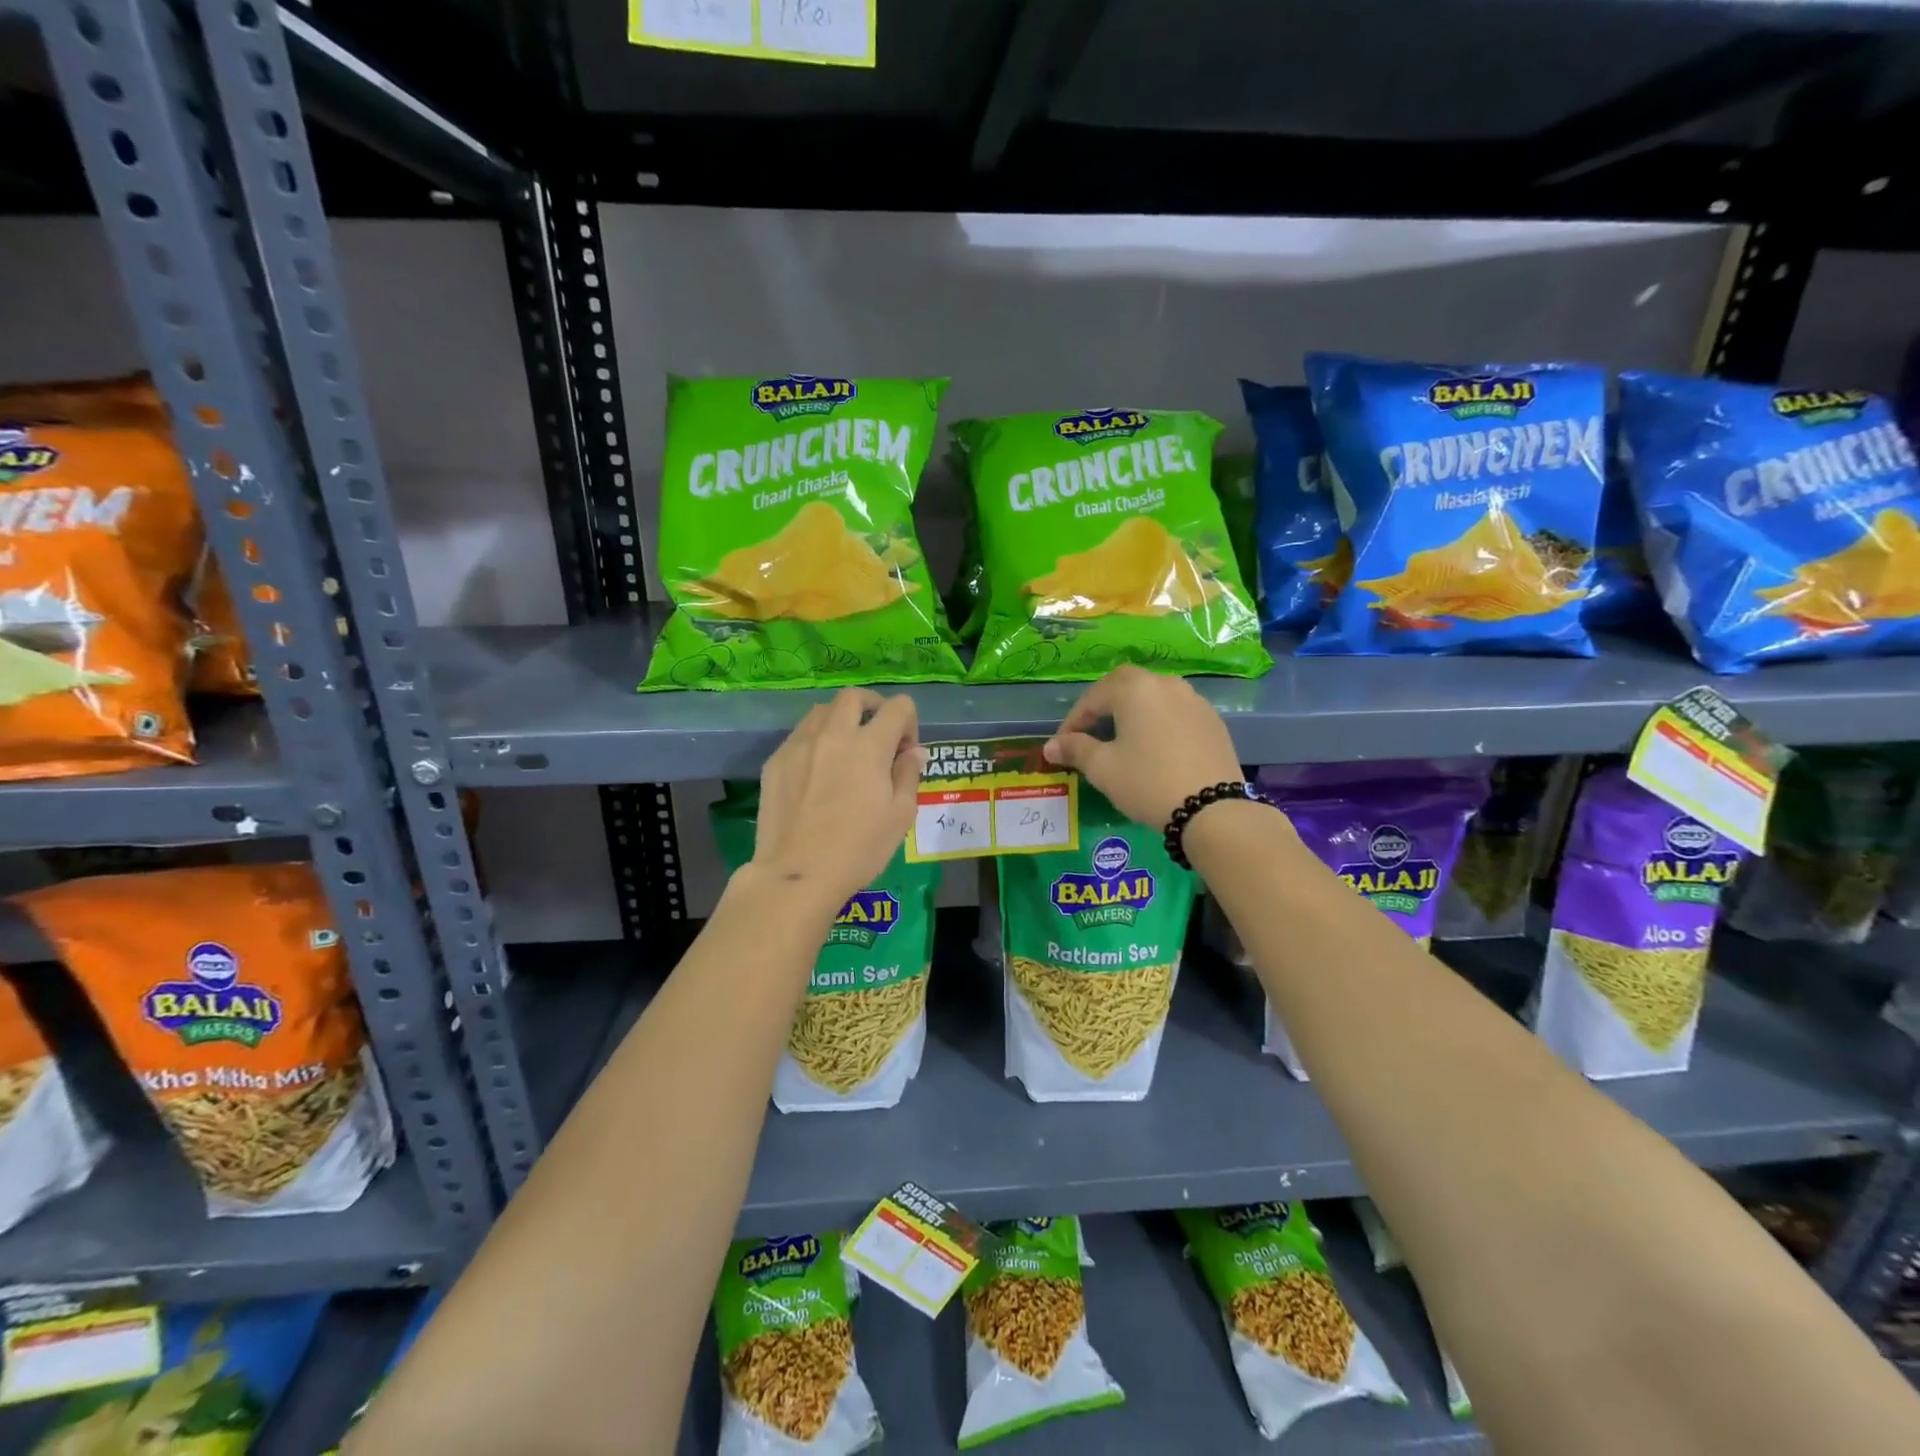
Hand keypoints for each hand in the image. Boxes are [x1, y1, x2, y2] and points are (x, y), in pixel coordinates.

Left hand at [753, 688, 922, 909]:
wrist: (797, 874)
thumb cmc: (858, 848)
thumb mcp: (900, 815)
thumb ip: (908, 774)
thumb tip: (913, 751)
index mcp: (869, 745)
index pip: (898, 707)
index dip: (909, 723)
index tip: (904, 752)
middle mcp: (833, 734)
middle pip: (854, 696)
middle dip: (872, 707)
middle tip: (877, 735)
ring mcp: (799, 744)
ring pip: (822, 711)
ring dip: (841, 720)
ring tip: (845, 751)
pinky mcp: (775, 761)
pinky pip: (800, 735)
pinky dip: (816, 741)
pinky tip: (817, 772)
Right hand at [1042, 666, 1242, 826]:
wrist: (1212, 810)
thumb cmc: (1148, 783)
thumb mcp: (1103, 768)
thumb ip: (1075, 750)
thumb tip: (1051, 746)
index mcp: (1135, 689)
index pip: (1093, 697)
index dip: (1073, 721)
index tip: (1062, 745)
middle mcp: (1165, 684)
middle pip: (1125, 685)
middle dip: (1102, 705)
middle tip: (1089, 732)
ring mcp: (1194, 700)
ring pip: (1153, 696)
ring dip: (1131, 711)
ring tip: (1120, 738)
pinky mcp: (1212, 721)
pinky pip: (1175, 711)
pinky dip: (1157, 721)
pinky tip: (1153, 747)